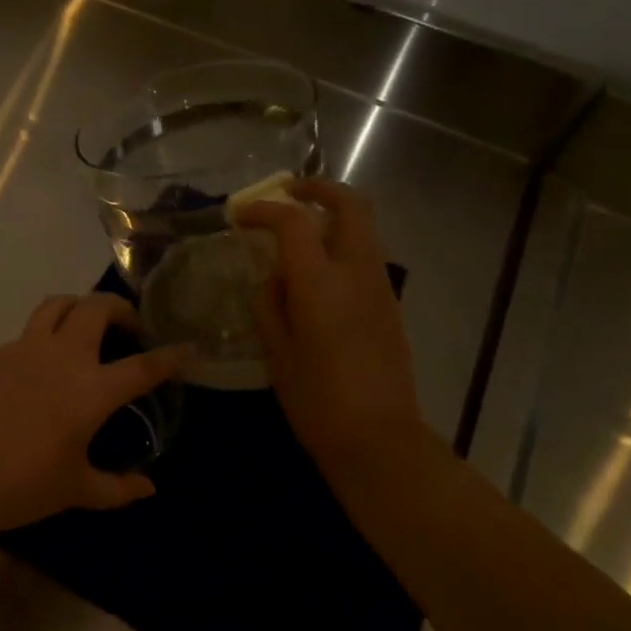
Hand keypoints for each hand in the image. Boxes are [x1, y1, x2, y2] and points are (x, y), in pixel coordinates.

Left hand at [0, 293, 188, 536]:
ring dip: (80, 307)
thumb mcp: (76, 491)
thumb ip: (117, 488)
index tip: (187, 348)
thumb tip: (148, 488)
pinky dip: (45, 337)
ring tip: (86, 327)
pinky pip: (27, 332)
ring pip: (58, 305)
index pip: (142, 365)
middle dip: (121, 308)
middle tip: (129, 328)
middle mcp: (62, 357)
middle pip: (97, 307)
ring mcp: (24, 348)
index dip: (170, 356)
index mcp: (91, 389)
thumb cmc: (20, 486)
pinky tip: (40, 368)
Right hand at [236, 180, 427, 471]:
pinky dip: (341, 245)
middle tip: (287, 192)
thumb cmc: (316, 399)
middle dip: (317, 189)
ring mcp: (380, 287)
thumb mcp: (275, 351)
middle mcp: (357, 272)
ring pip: (363, 227)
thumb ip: (269, 302)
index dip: (263, 210)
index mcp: (321, 282)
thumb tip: (273, 278)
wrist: (379, 441)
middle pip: (350, 204)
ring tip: (296, 234)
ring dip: (331, 217)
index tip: (239, 217)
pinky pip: (365, 256)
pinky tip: (315, 273)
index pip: (293, 221)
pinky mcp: (390, 305)